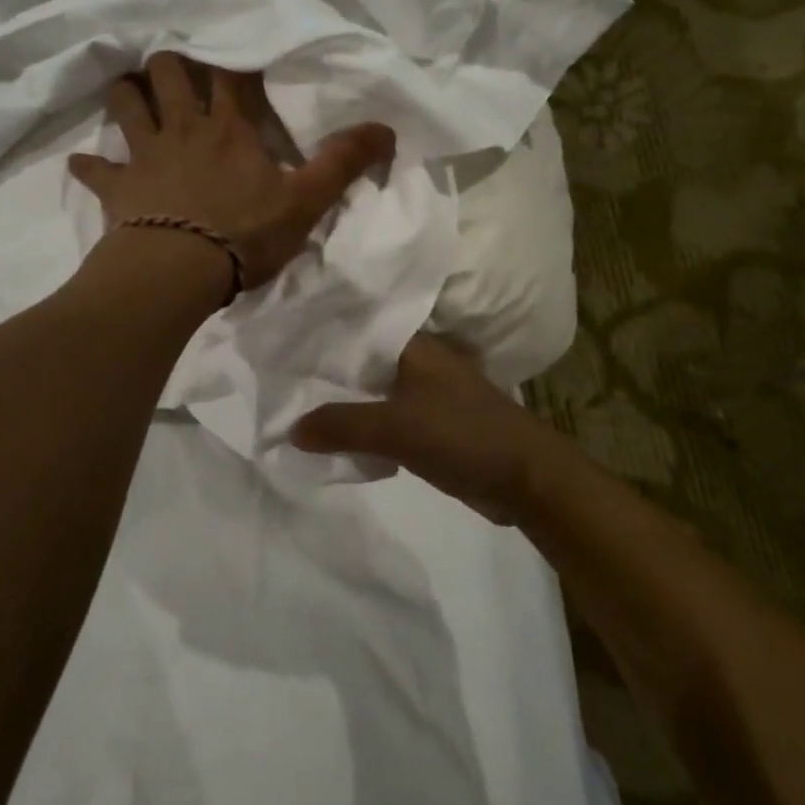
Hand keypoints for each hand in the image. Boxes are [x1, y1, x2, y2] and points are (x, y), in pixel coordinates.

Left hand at [68, 53, 394, 291]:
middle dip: (169, 62)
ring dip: (126, 94)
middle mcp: (183, 129)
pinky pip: (94, 169)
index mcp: (229, 128)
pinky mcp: (117, 187)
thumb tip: (387, 128)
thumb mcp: (306, 201)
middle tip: (175, 66)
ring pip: (125, 104)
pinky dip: (89, 165)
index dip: (231, 57)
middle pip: (167, 72)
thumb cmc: (245, 234)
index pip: (230, 75)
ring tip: (130, 93)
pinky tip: (84, 164)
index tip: (232, 45)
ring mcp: (144, 155)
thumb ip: (343, 163)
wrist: (178, 271)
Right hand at [291, 334, 569, 524]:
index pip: (357, 327)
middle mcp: (420, 360)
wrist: (526, 477)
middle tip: (278, 375)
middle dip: (327, 370)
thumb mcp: (396, 428)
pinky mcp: (434, 423)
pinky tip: (336, 433)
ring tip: (296, 402)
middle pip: (363, 360)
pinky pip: (388, 417)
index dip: (321, 332)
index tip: (281, 338)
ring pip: (374, 390)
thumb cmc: (463, 435)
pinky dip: (365, 423)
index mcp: (415, 345)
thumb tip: (291, 429)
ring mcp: (429, 392)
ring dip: (345, 399)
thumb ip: (342, 425)